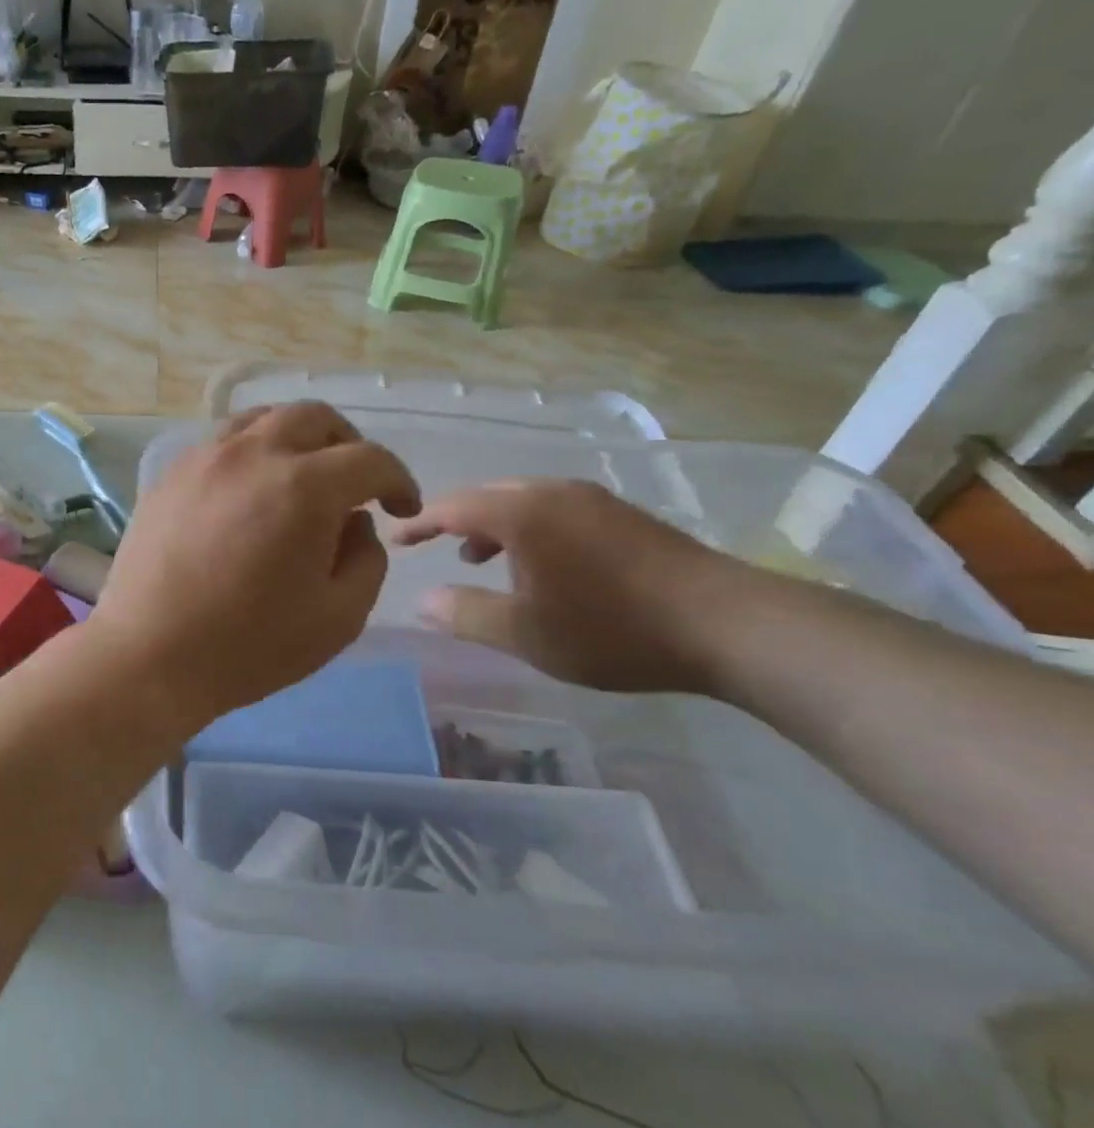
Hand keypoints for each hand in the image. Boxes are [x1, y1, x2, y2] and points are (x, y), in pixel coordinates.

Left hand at [87, 403, 420, 729]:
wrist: (149, 654)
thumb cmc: (249, 646)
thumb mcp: (339, 617)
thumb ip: (365, 558)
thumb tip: (354, 521)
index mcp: (303, 486)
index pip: (369, 459)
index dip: (398, 481)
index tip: (401, 508)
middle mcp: (253, 453)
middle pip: (315, 418)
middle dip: (348, 446)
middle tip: (354, 485)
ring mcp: (205, 457)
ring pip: (264, 418)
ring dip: (296, 438)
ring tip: (301, 477)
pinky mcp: (171, 473)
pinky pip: (223, 440)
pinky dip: (252, 449)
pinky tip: (250, 488)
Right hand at [391, 480, 752, 693]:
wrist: (730, 625)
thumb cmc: (612, 629)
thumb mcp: (526, 634)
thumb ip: (466, 614)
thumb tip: (422, 601)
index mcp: (522, 514)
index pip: (452, 507)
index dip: (419, 523)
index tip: (396, 538)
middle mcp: (553, 493)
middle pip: (487, 496)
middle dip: (456, 520)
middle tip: (436, 547)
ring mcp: (593, 500)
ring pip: (523, 501)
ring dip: (494, 526)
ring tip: (482, 560)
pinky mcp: (623, 515)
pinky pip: (554, 510)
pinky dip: (529, 529)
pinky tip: (541, 565)